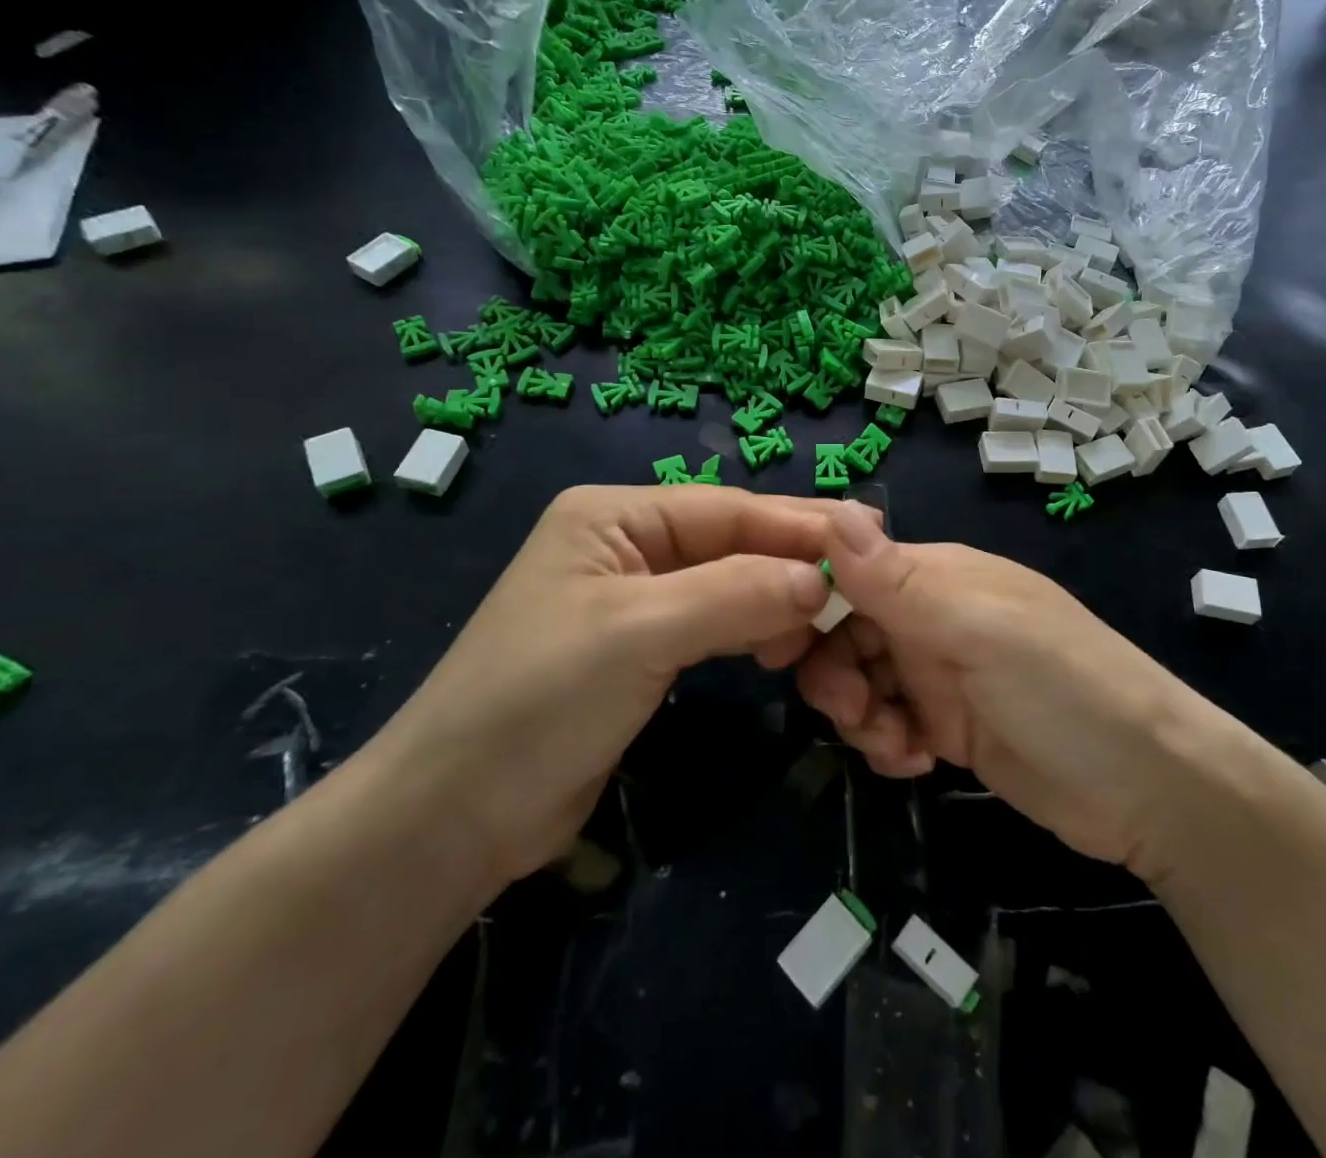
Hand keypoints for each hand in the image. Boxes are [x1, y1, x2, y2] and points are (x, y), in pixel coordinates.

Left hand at [365, 485, 847, 888]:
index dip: (799, 524)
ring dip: (779, 597)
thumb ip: (736, 594)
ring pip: (729, 582)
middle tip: (869, 571)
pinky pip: (715, 622)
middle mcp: (626, 545)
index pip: (728, 509)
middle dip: (796, 558)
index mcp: (614, 516)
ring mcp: (635, 598)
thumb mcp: (641, 632)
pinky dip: (754, 629)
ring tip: (833, 617)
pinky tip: (786, 645)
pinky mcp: (642, 648)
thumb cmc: (539, 701)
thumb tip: (821, 580)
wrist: (454, 817)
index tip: (871, 537)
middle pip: (732, 541)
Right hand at [792, 502, 1200, 873]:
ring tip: (896, 745)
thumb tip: (835, 509)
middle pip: (847, 632)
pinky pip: (889, 723)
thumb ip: (898, 580)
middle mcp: (933, 617)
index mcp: (938, 577)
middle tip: (857, 712)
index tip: (783, 645)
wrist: (1148, 787)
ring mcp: (942, 673)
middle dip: (836, 672)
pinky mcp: (951, 725)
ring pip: (862, 681)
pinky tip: (915, 762)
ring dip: (861, 715)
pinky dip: (888, 742)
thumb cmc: (1062, 688)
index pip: (850, 571)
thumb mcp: (976, 629)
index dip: (811, 602)